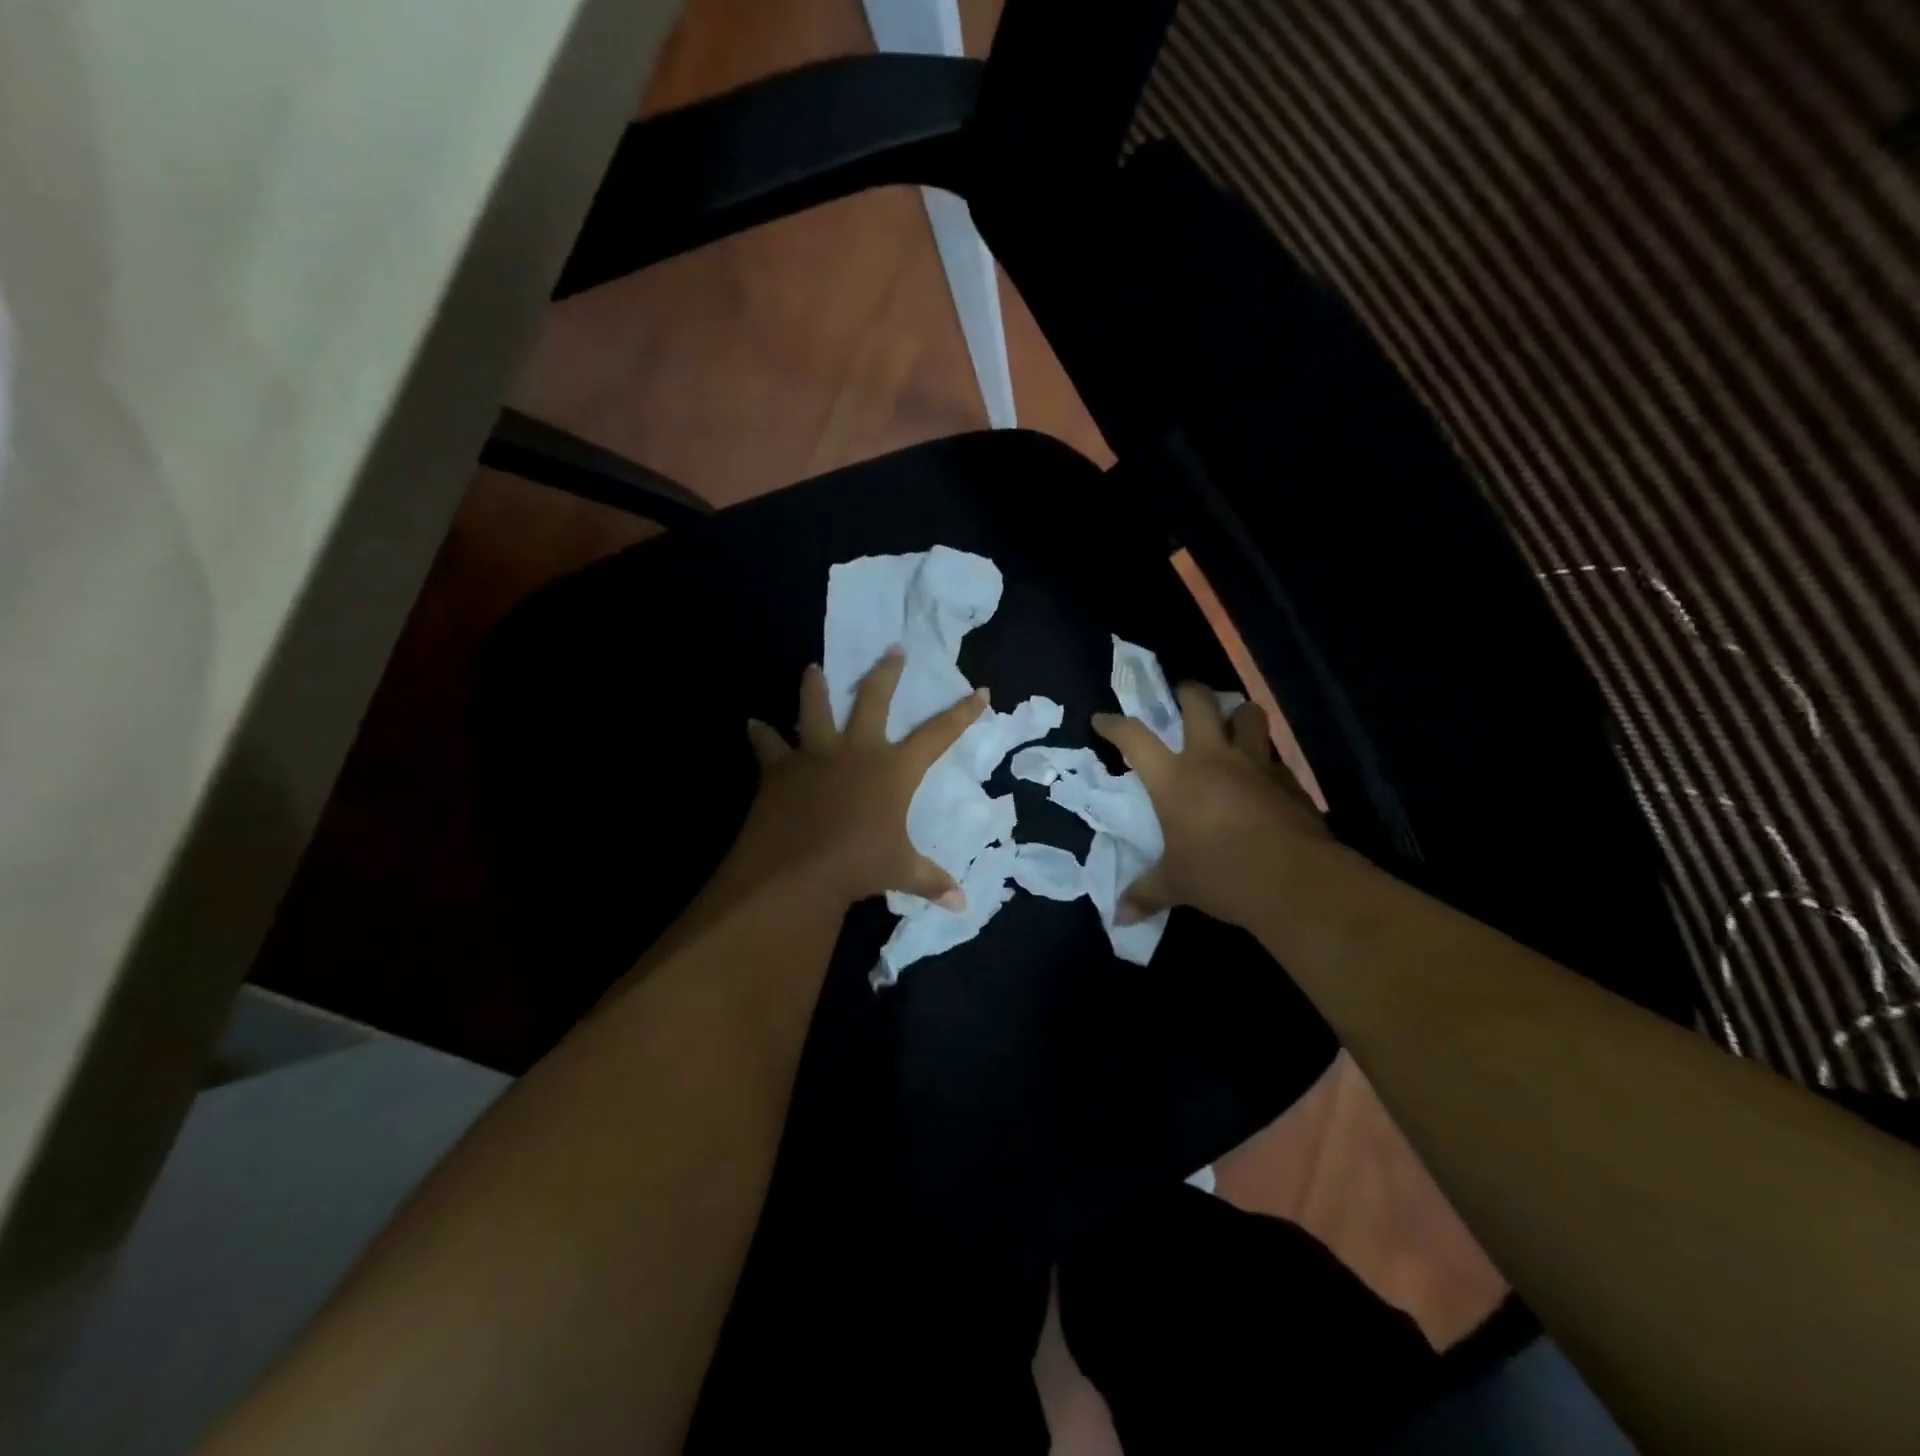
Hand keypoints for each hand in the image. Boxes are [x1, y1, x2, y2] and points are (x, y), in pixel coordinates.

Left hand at [734, 648, 987, 908]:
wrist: (797, 871)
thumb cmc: (858, 866)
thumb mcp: (901, 872)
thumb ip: (931, 881)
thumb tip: (962, 905)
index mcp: (893, 770)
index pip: (938, 734)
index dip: (962, 713)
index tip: (980, 691)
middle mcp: (856, 751)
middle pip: (874, 700)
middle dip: (886, 673)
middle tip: (893, 649)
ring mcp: (815, 756)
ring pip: (814, 709)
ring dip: (814, 686)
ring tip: (812, 668)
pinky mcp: (779, 769)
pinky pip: (768, 746)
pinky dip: (761, 735)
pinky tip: (753, 724)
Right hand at [1093, 687, 1333, 928]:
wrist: (1294, 881)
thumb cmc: (1221, 875)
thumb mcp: (1176, 884)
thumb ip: (1146, 894)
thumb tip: (1118, 919)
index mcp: (1174, 778)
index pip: (1134, 737)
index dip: (1114, 724)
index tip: (1102, 719)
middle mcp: (1213, 759)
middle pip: (1199, 703)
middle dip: (1188, 692)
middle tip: (1182, 695)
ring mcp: (1255, 764)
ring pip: (1248, 714)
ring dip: (1238, 714)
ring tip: (1231, 725)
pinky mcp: (1288, 780)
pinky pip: (1273, 756)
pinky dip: (1265, 759)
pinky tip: (1262, 778)